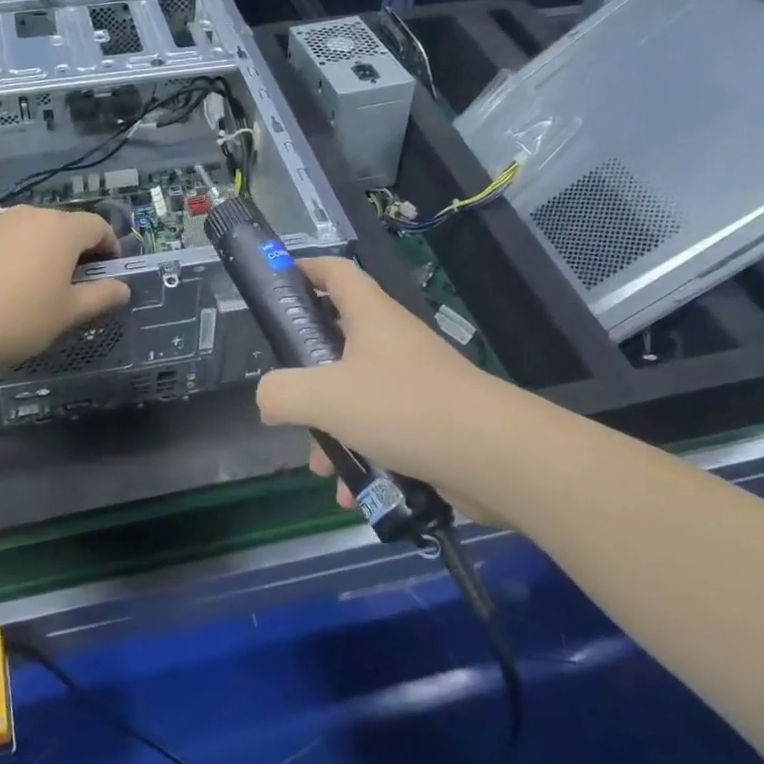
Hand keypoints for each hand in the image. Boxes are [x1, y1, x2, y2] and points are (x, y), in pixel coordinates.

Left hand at [0, 206, 131, 374]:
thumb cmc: (19, 319)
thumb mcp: (69, 313)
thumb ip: (101, 296)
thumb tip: (124, 288)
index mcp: (61, 229)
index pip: (98, 226)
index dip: (110, 247)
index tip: (108, 272)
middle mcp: (28, 215)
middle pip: (62, 225)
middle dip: (73, 248)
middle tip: (71, 282)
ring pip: (26, 230)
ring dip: (37, 249)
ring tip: (31, 283)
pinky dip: (5, 253)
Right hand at [255, 257, 496, 500]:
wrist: (495, 457)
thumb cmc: (403, 408)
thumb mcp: (324, 398)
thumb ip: (281, 393)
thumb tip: (268, 399)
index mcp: (371, 317)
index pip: (336, 272)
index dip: (305, 269)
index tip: (277, 283)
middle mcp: (393, 342)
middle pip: (339, 340)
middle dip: (308, 376)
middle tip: (288, 400)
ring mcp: (415, 382)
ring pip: (357, 396)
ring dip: (333, 430)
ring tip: (322, 468)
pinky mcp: (432, 421)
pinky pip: (384, 432)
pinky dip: (364, 457)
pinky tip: (355, 494)